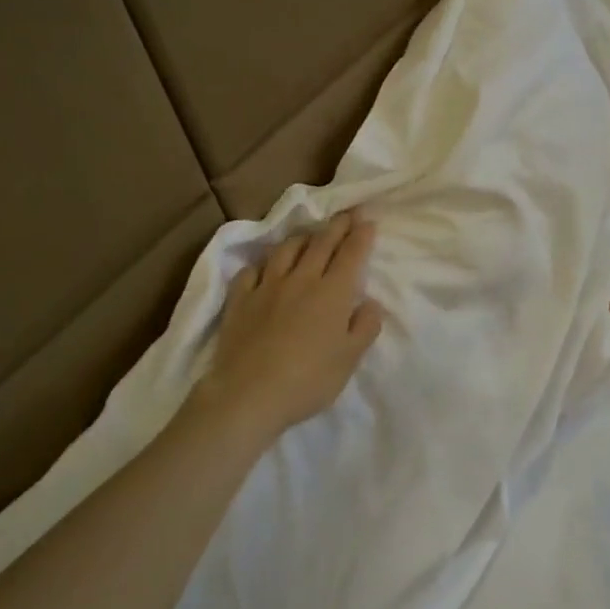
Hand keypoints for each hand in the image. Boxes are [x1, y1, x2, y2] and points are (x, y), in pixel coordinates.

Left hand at [195, 210, 382, 443]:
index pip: (351, 255)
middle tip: (347, 214)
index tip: (368, 220)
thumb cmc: (308, 380)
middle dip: (337, 225)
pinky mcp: (239, 299)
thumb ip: (364, 327)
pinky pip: (251, 271)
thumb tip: (370, 302)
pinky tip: (265, 268)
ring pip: (286, 250)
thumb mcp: (349, 359)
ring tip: (310, 235)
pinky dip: (263, 264)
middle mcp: (301, 280)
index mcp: (332, 293)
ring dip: (302, 238)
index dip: (361, 235)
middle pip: (321, 243)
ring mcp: (266, 286)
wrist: (249, 394)